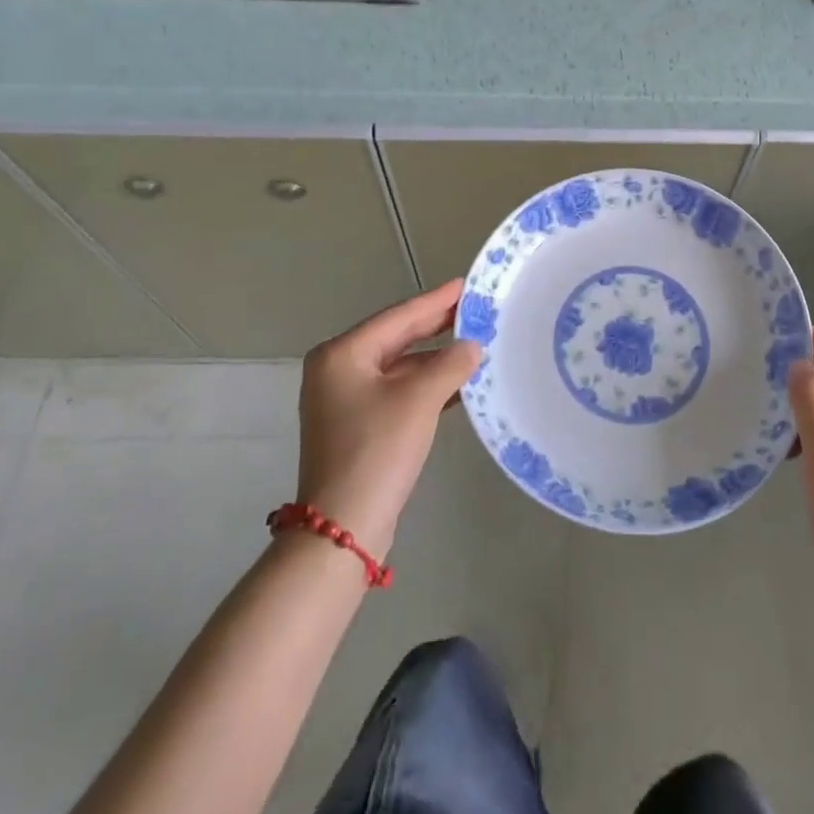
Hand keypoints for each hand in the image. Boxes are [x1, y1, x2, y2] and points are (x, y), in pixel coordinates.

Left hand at [295, 280, 481, 557]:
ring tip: (475, 343)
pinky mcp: (357, 425)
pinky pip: (397, 390)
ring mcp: (344, 399)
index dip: (436, 301)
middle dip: (436, 326)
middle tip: (474, 309)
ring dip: (435, 358)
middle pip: (396, 338)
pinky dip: (425, 384)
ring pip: (399, 366)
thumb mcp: (419, 400)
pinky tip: (458, 383)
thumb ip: (450, 364)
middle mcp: (338, 370)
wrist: (341, 529)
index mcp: (342, 354)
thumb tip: (472, 345)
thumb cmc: (377, 451)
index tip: (466, 284)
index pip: (399, 317)